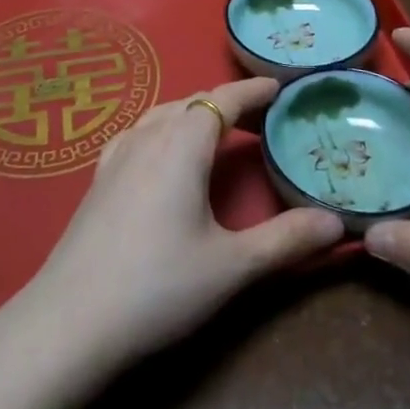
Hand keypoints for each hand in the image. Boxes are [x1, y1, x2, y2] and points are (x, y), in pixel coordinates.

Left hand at [11, 77, 345, 374]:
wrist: (70, 322)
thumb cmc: (158, 287)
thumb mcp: (232, 267)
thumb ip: (286, 241)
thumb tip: (339, 224)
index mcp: (182, 143)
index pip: (223, 99)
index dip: (252, 91)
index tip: (278, 86)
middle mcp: (148, 135)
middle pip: (192, 103)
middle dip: (227, 103)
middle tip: (259, 117)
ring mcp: (117, 154)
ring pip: (162, 114)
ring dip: (192, 114)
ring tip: (215, 131)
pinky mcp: (98, 178)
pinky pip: (137, 133)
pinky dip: (161, 129)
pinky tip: (160, 153)